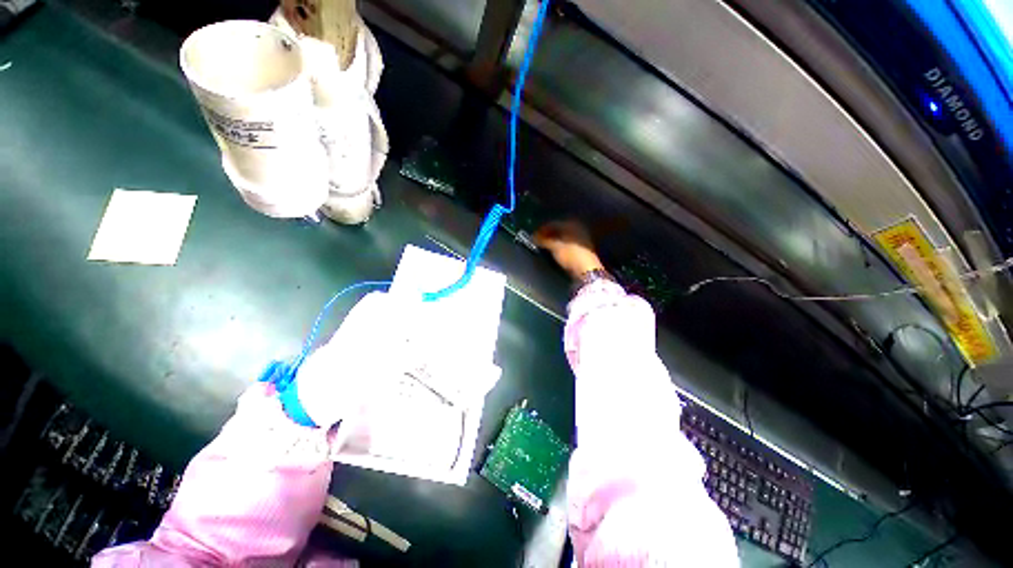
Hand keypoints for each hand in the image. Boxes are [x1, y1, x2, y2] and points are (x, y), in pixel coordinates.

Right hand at [534, 221, 604, 278]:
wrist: (587, 270)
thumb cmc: (571, 255)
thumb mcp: (555, 246)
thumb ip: (543, 240)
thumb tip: (534, 238)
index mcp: (571, 223)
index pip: (552, 224)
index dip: (541, 230)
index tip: (533, 237)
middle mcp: (577, 227)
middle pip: (558, 229)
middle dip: (547, 235)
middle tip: (538, 241)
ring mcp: (581, 237)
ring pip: (563, 236)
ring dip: (553, 240)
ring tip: (544, 247)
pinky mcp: (582, 248)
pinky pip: (567, 242)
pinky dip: (559, 245)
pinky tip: (554, 250)